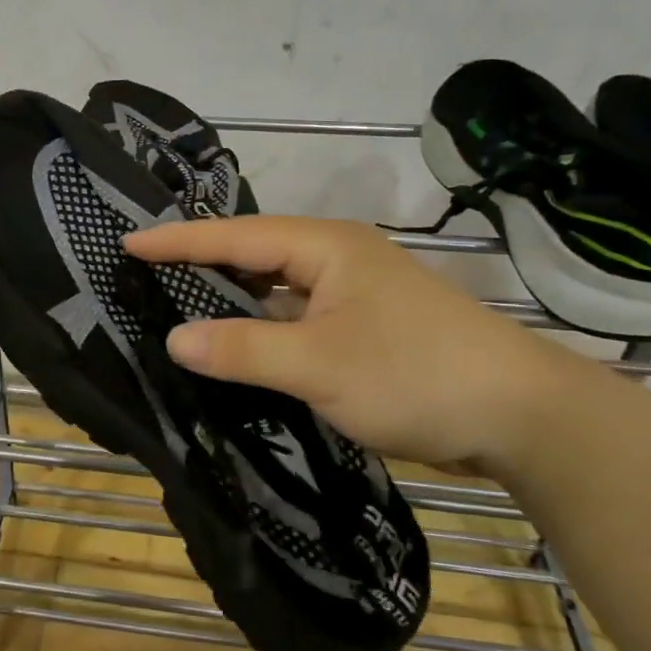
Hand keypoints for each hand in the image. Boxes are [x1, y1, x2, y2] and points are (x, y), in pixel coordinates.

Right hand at [123, 215, 595, 473]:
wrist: (523, 414)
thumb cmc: (415, 374)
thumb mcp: (318, 365)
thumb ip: (242, 349)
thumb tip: (175, 339)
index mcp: (324, 246)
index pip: (234, 235)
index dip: (178, 240)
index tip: (128, 242)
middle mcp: (337, 257)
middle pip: (254, 253)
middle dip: (201, 262)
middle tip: (146, 271)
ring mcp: (355, 292)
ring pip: (277, 288)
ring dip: (233, 297)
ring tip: (179, 303)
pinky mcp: (366, 326)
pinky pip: (297, 316)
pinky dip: (264, 327)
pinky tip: (239, 345)